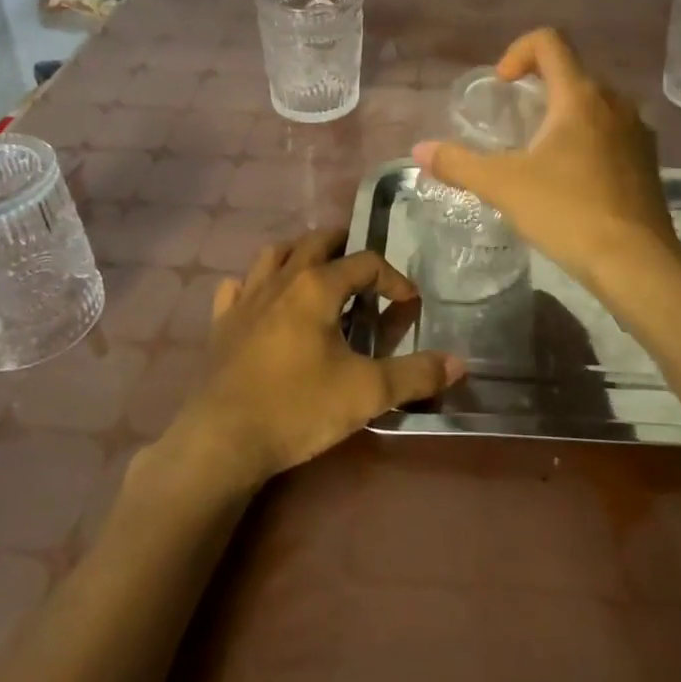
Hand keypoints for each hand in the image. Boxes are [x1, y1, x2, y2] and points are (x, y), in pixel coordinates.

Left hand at [162, 229, 464, 493]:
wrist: (221, 439)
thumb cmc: (298, 407)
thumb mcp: (367, 393)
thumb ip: (416, 375)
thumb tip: (460, 362)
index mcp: (317, 286)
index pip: (365, 263)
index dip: (393, 278)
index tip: (409, 302)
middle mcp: (281, 280)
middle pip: (315, 242)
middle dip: (344, 245)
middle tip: (362, 264)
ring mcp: (246, 299)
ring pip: (273, 255)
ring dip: (298, 253)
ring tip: (315, 268)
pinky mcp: (221, 323)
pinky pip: (236, 288)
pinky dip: (253, 284)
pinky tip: (260, 299)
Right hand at [414, 28, 680, 293]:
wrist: (635, 262)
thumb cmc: (567, 212)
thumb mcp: (503, 186)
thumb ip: (458, 163)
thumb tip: (419, 150)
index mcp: (580, 96)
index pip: (550, 41)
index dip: (518, 51)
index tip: (502, 85)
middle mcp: (615, 102)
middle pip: (571, 73)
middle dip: (538, 88)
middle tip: (513, 124)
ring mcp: (637, 131)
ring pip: (594, 104)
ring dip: (563, 116)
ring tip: (539, 154)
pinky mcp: (648, 160)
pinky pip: (611, 132)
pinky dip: (586, 140)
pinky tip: (571, 179)